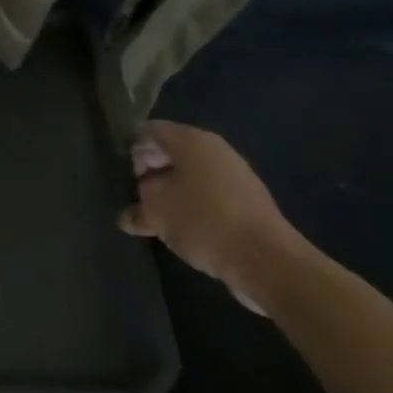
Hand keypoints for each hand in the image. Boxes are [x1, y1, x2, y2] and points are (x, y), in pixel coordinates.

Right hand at [118, 121, 310, 314]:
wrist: (268, 261)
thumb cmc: (203, 222)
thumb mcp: (156, 212)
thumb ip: (137, 208)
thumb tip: (129, 215)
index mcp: (191, 141)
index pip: (150, 131)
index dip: (132, 150)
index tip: (124, 176)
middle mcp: (215, 150)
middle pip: (171, 152)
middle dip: (151, 172)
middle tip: (138, 197)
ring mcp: (236, 176)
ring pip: (191, 176)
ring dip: (172, 192)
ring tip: (158, 217)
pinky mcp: (249, 202)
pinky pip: (210, 195)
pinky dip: (194, 206)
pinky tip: (185, 229)